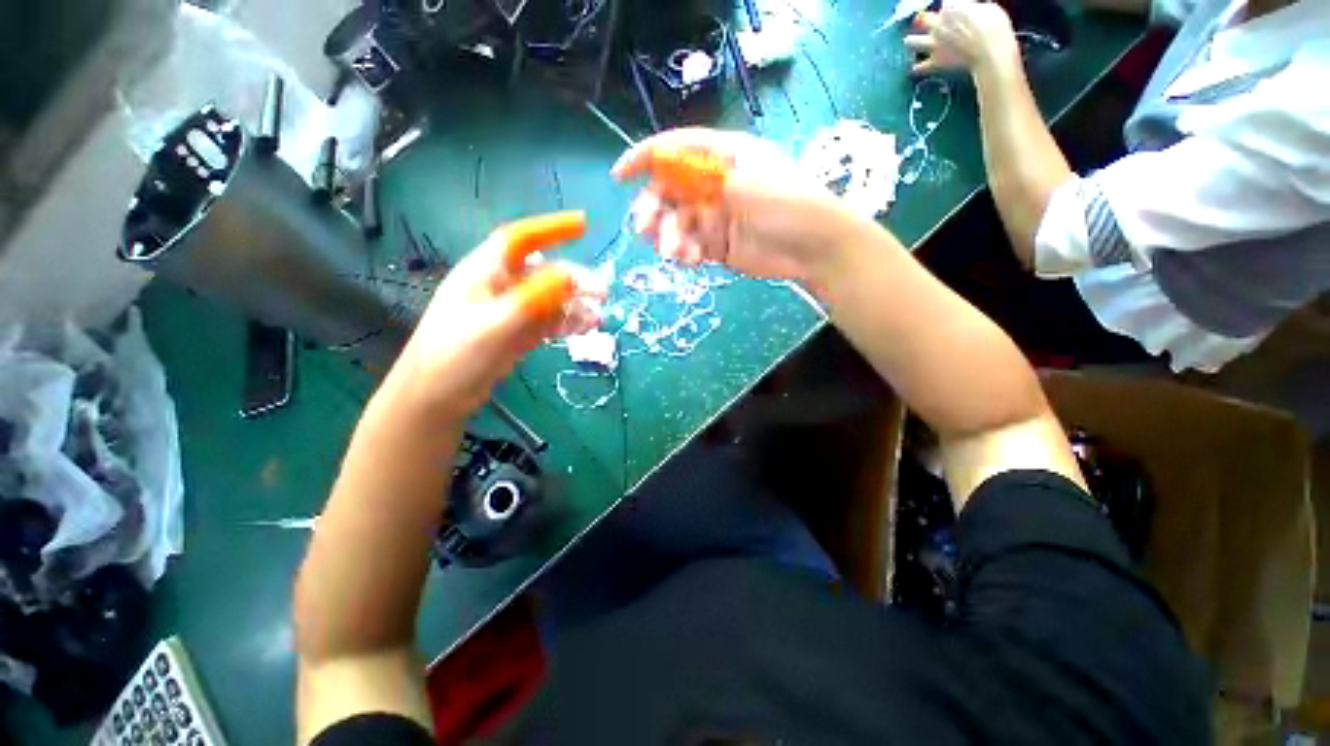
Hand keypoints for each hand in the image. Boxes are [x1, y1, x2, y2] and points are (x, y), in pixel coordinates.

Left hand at [386, 221, 605, 419]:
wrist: (437, 398)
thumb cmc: (456, 356)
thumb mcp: (495, 325)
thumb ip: (533, 299)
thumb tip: (569, 275)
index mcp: (484, 273)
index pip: (519, 239)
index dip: (550, 228)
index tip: (584, 225)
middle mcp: (498, 287)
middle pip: (543, 272)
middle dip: (574, 279)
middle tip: (603, 293)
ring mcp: (509, 311)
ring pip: (549, 299)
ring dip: (574, 305)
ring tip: (597, 319)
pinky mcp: (516, 333)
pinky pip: (547, 320)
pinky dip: (566, 322)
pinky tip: (583, 329)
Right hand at [611, 128, 869, 286]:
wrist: (813, 248)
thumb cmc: (786, 204)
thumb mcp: (745, 181)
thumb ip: (703, 177)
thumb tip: (664, 170)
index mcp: (722, 156)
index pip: (676, 150)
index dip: (644, 159)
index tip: (620, 177)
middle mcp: (714, 184)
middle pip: (669, 192)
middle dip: (653, 209)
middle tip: (646, 229)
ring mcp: (715, 217)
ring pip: (677, 224)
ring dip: (670, 238)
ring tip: (679, 253)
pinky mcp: (717, 246)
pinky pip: (690, 247)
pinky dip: (686, 254)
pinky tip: (693, 261)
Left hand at [905, 0, 1018, 75]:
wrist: (989, 52)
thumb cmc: (994, 26)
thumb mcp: (988, 8)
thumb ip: (974, 10)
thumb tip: (973, 12)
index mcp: (951, 7)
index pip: (945, 2)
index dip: (949, 6)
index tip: (951, 8)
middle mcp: (938, 24)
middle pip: (922, 19)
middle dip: (923, 20)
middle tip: (921, 21)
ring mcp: (934, 44)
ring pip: (913, 41)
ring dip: (912, 41)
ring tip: (909, 42)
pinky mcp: (935, 62)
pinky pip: (920, 67)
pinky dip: (918, 67)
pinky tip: (915, 68)